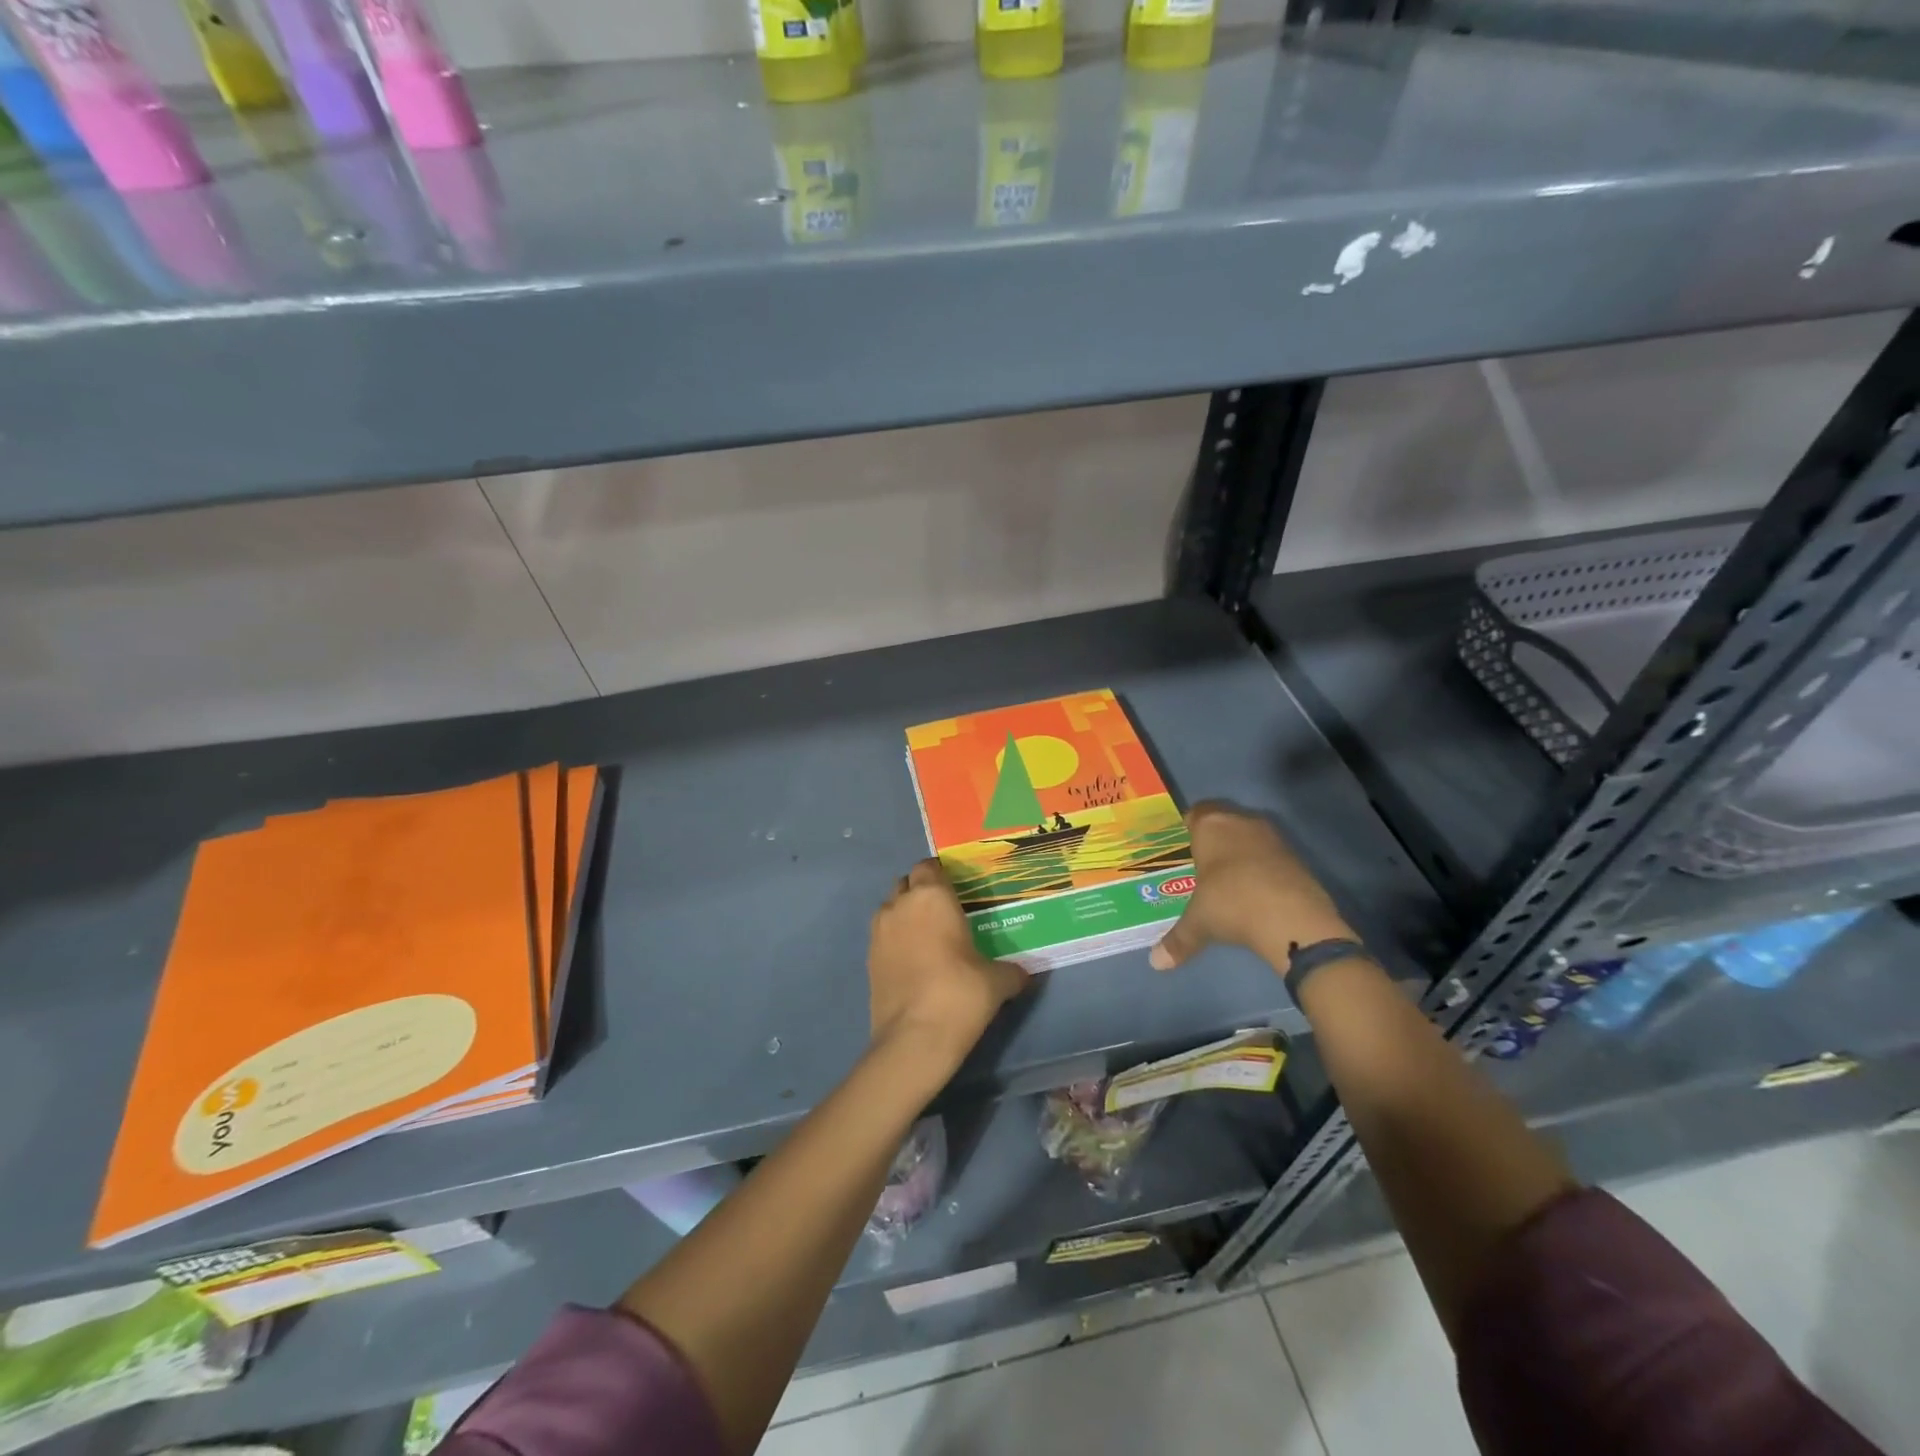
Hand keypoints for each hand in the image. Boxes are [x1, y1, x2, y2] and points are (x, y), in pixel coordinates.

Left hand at [868, 859, 1029, 1073]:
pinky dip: (896, 939)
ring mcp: (879, 931)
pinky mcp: (868, 958)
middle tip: (944, 911)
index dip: (942, 874)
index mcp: (932, 896)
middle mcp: (900, 905)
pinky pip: (883, 935)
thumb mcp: (998, 981)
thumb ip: (1012, 971)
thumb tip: (1025, 974)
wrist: (914, 1039)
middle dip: (922, 891)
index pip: (930, 866)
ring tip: (928, 936)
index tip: (958, 889)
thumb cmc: (960, 994)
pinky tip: (914, 960)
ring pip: (891, 907)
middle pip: (907, 883)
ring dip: (905, 913)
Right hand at [1149, 801, 1354, 972]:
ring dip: (1241, 851)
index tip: (1184, 846)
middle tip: (1203, 863)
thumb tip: (1156, 963)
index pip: (1196, 812)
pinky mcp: (1297, 856)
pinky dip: (1262, 866)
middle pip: (1224, 820)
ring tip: (1230, 878)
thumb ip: (1177, 939)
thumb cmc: (1231, 904)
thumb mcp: (1198, 923)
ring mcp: (1273, 837)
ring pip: (1249, 835)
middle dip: (1214, 839)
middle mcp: (1241, 822)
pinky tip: (1257, 890)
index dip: (1189, 827)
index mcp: (1211, 826)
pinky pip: (1270, 854)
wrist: (1294, 919)